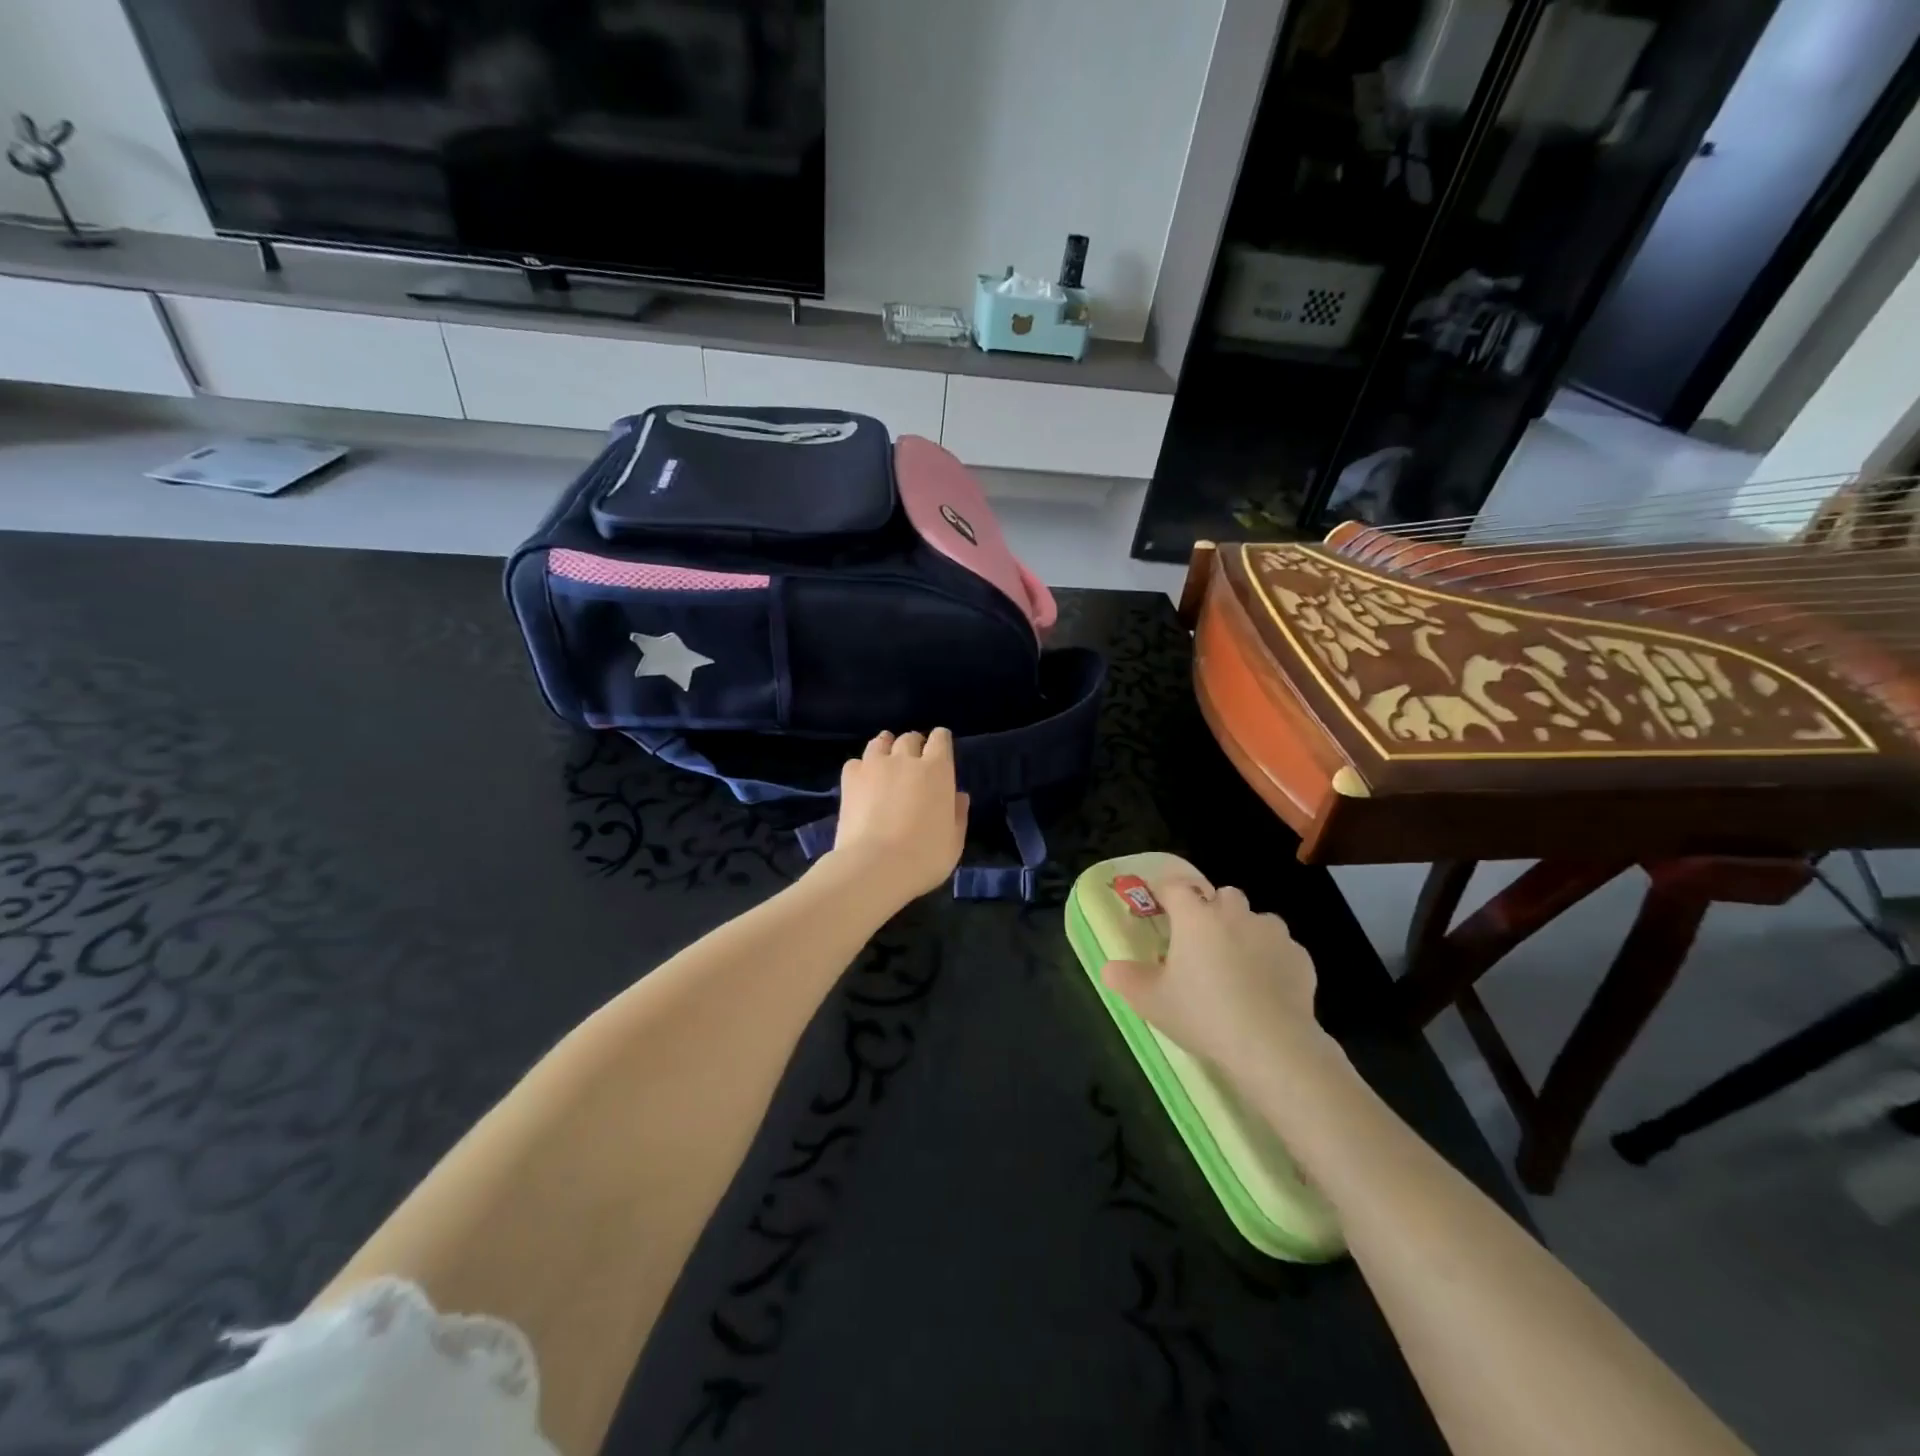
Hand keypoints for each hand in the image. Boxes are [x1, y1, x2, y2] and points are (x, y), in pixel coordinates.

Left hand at [825, 729, 969, 906]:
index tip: (940, 751)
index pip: (940, 738)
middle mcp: (906, 759)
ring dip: (886, 748)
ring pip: (880, 742)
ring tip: (886, 762)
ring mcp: (875, 766)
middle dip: (914, 745)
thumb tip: (958, 795)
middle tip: (914, 763)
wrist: (875, 867)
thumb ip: (958, 814)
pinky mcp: (850, 779)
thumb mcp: (954, 841)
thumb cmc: (924, 857)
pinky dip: (862, 767)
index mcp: (937, 770)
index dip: (940, 741)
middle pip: (910, 738)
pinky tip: (864, 780)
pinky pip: (856, 762)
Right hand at [1101, 876, 1329, 1073]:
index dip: (1165, 892)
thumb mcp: (1151, 1002)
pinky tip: (1267, 989)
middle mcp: (1234, 913)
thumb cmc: (1203, 1014)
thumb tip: (1109, 968)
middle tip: (1200, 943)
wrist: (1273, 1046)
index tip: (1159, 906)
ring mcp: (1272, 933)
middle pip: (1221, 895)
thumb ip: (1126, 979)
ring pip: (1255, 919)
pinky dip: (1272, 959)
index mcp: (1195, 916)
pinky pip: (1281, 948)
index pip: (1174, 885)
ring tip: (1237, 967)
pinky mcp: (1300, 957)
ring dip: (1245, 932)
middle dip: (1211, 910)